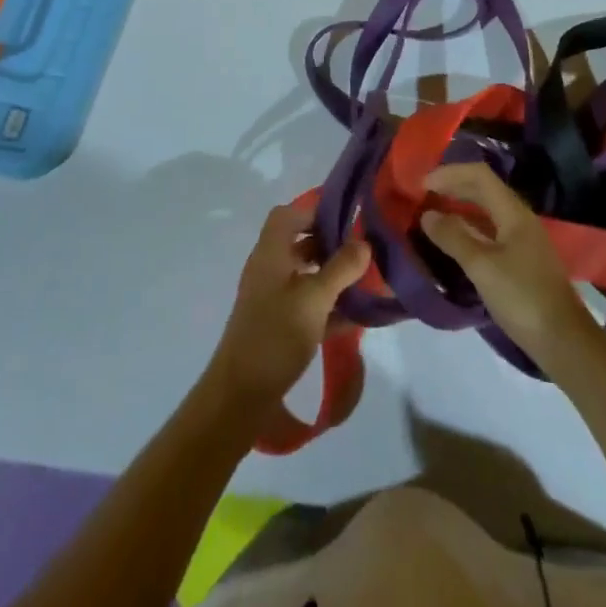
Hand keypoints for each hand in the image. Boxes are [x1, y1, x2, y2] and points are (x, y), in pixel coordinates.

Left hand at [206, 202, 370, 409]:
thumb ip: (341, 268)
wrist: (240, 396)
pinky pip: (307, 304)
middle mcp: (269, 269)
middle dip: (330, 244)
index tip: (347, 217)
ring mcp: (272, 298)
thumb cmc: (275, 335)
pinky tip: (355, 316)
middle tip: (363, 250)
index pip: (288, 215)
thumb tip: (364, 243)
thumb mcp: (315, 299)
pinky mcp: (278, 326)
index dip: (315, 210)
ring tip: (365, 280)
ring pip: (306, 275)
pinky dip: (328, 305)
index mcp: (271, 253)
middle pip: (299, 243)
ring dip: (332, 276)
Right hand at [419, 162, 596, 367]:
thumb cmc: (522, 298)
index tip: (421, 185)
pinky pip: (491, 232)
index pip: (479, 175)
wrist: (564, 342)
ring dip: (460, 208)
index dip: (449, 173)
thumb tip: (428, 215)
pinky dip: (470, 229)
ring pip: (487, 211)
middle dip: (453, 187)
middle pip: (484, 189)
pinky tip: (455, 243)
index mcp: (513, 212)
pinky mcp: (522, 261)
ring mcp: (523, 240)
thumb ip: (453, 237)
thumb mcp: (482, 267)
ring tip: (433, 216)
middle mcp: (520, 218)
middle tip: (422, 196)